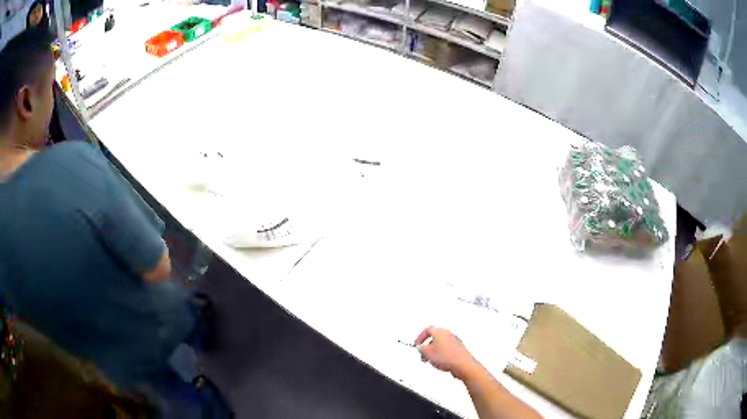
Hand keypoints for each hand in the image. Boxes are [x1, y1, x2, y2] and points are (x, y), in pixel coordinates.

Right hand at [415, 326, 478, 380]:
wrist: (462, 365)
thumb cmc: (448, 357)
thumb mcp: (427, 353)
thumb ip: (421, 348)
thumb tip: (420, 347)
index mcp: (440, 331)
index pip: (427, 330)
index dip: (420, 337)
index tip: (417, 344)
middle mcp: (448, 334)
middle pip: (434, 338)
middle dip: (427, 347)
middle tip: (423, 354)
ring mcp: (455, 341)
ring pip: (440, 345)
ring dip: (434, 352)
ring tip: (431, 361)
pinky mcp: (458, 349)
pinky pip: (447, 350)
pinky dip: (441, 355)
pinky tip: (440, 363)